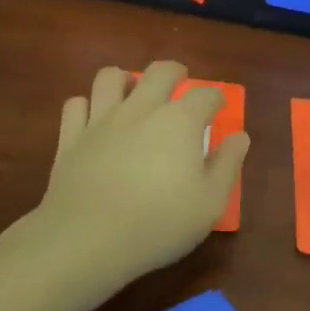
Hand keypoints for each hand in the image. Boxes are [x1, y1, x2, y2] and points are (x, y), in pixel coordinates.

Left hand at [34, 61, 249, 284]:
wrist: (88, 237)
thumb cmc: (159, 222)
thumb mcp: (210, 203)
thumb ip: (227, 164)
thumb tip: (239, 136)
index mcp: (180, 122)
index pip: (205, 95)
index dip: (215, 98)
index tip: (218, 107)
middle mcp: (141, 109)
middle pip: (159, 72)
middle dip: (174, 72)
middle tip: (180, 81)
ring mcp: (101, 120)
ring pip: (110, 78)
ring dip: (124, 79)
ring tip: (131, 91)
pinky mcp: (70, 137)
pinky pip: (75, 105)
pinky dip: (85, 106)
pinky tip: (92, 118)